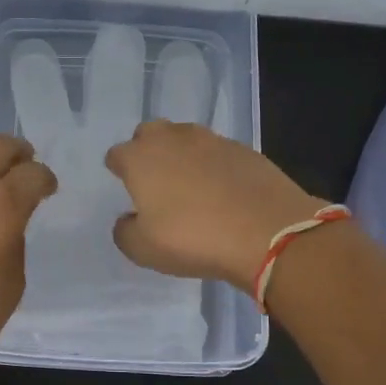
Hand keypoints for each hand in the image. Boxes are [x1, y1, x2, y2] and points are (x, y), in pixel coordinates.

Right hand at [104, 121, 325, 290]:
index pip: (117, 154)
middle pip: (150, 133)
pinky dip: (213, 166)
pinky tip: (222, 190)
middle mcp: (172, 139)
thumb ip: (125, 231)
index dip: (118, 169)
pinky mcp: (244, 149)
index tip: (124, 186)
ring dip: (181, 155)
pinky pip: (217, 152)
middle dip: (148, 151)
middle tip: (155, 181)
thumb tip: (128, 219)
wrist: (268, 231)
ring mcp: (211, 140)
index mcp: (141, 158)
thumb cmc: (194, 239)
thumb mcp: (144, 250)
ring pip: (185, 138)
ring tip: (189, 185)